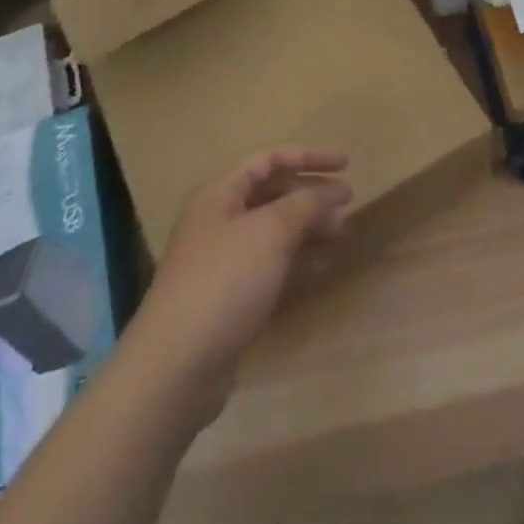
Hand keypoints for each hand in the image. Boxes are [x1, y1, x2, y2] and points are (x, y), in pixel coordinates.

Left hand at [130, 146, 350, 418]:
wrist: (175, 367)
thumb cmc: (224, 281)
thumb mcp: (271, 231)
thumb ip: (306, 204)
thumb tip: (332, 192)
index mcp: (220, 194)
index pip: (269, 160)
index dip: (308, 157)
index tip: (346, 163)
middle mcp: (218, 221)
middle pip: (271, 194)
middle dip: (310, 194)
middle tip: (348, 203)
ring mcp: (221, 262)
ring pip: (272, 232)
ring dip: (307, 227)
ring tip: (340, 233)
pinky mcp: (228, 300)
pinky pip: (269, 266)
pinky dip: (296, 262)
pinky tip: (320, 268)